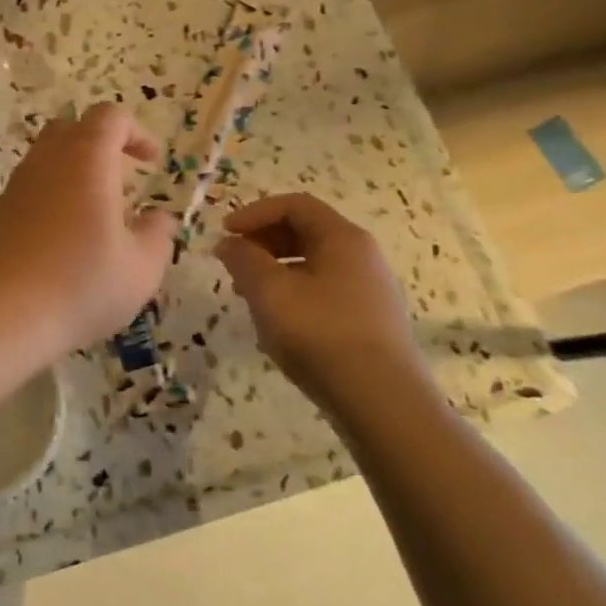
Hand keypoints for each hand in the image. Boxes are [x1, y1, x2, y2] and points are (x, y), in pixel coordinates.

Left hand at [0, 103, 177, 358]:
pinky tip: (63, 244)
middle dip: (100, 146)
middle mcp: (44, 162)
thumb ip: (157, 235)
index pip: (109, 117)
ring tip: (96, 219)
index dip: (136, 133)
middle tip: (121, 182)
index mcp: (85, 159)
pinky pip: (28, 192)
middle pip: (70, 129)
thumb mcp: (140, 268)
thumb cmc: (79, 284)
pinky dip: (50, 201)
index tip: (152, 163)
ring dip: (73, 176)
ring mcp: (13, 188)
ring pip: (45, 161)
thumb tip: (159, 218)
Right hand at [214, 193, 430, 417]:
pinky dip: (291, 292)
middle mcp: (361, 256)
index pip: (294, 205)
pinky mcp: (367, 320)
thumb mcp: (268, 291)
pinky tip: (275, 321)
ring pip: (311, 263)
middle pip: (304, 230)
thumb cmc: (320, 333)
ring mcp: (368, 289)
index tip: (224, 233)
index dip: (254, 212)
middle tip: (232, 262)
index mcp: (342, 238)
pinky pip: (322, 290)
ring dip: (273, 269)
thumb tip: (229, 243)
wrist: (381, 401)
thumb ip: (243, 259)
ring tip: (247, 294)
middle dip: (262, 240)